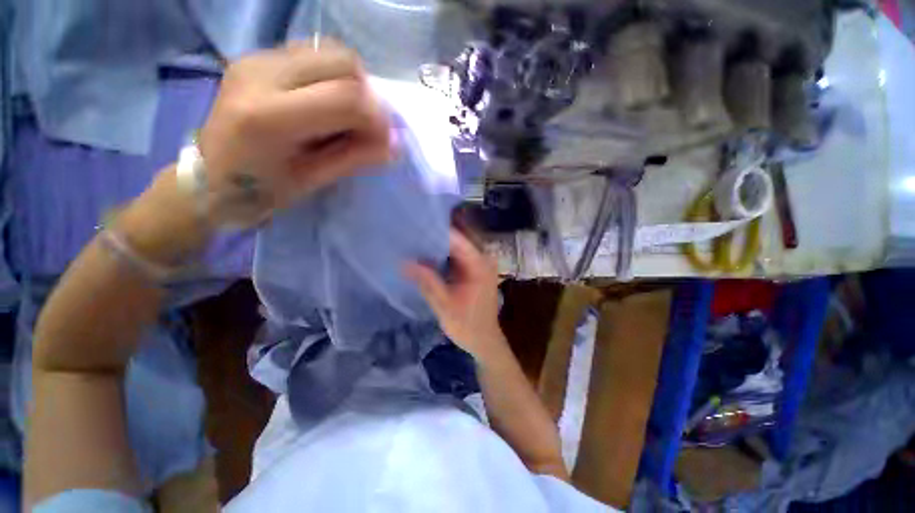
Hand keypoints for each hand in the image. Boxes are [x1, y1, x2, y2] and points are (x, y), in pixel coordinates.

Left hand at [198, 39, 391, 226]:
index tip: (385, 140)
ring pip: (330, 50)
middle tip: (367, 126)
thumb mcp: (312, 180)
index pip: (347, 97)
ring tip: (347, 114)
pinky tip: (326, 101)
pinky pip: (312, 53)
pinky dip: (333, 76)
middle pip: (342, 61)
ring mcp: (257, 58)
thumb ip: (355, 157)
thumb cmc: (260, 190)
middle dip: (368, 95)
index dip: (377, 118)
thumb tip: (394, 145)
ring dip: (352, 82)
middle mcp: (261, 73)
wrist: (208, 177)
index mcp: (270, 116)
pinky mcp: (257, 56)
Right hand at [406, 230, 507, 362]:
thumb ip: (427, 281)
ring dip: (438, 244)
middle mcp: (483, 259)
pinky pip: (457, 256)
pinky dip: (443, 255)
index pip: (457, 238)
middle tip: (412, 231)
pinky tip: (426, 255)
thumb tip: (403, 262)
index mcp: (480, 264)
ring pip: (457, 247)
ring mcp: (479, 264)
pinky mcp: (474, 271)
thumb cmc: (467, 325)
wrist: (484, 341)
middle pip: (458, 239)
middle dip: (436, 235)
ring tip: (415, 239)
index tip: (415, 225)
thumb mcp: (444, 304)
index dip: (437, 230)